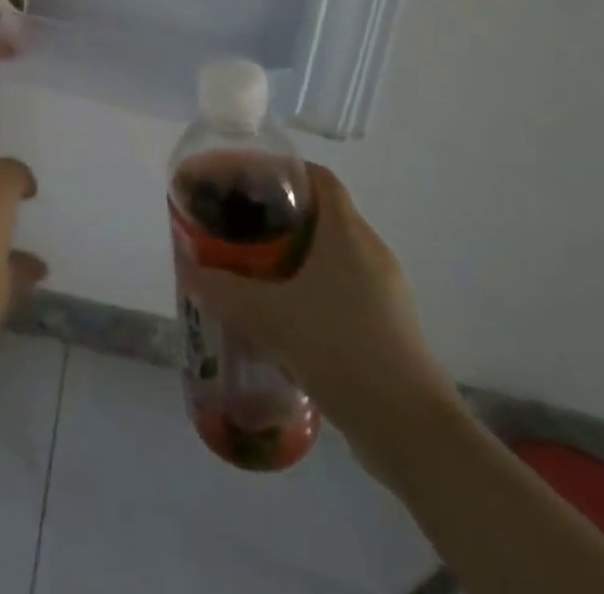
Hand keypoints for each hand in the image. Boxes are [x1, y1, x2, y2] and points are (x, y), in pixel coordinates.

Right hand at [188, 164, 462, 485]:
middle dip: (279, 216)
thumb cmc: (342, 350)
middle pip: (321, 214)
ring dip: (293, 257)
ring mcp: (384, 292)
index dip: (283, 170)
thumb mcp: (271, 318)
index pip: (318, 178)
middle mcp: (370, 252)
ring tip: (253, 269)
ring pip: (331, 255)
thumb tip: (190, 272)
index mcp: (347, 234)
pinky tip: (282, 316)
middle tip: (239, 226)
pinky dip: (311, 289)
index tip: (247, 180)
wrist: (414, 433)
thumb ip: (225, 291)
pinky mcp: (387, 327)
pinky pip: (342, 289)